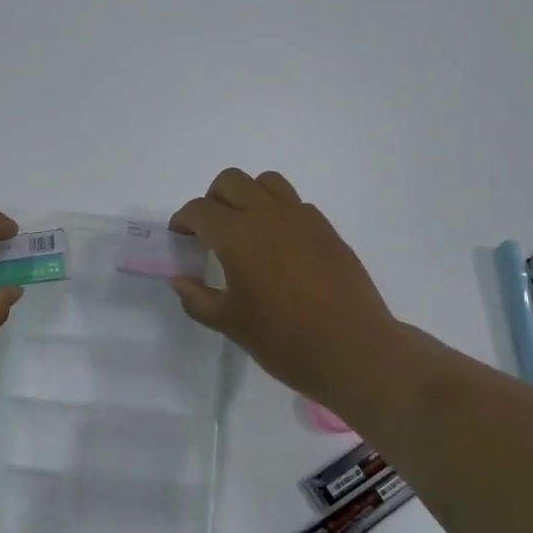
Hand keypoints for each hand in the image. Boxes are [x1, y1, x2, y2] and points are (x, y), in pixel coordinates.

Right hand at [169, 169, 398, 409]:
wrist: (354, 350)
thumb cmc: (285, 340)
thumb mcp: (230, 324)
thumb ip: (197, 298)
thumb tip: (179, 280)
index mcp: (237, 237)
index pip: (199, 210)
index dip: (183, 220)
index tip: (180, 237)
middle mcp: (268, 216)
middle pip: (231, 181)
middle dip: (213, 199)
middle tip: (210, 230)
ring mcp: (302, 218)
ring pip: (267, 182)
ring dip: (248, 195)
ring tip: (246, 228)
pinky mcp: (327, 229)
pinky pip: (295, 203)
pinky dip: (278, 212)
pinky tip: (280, 245)